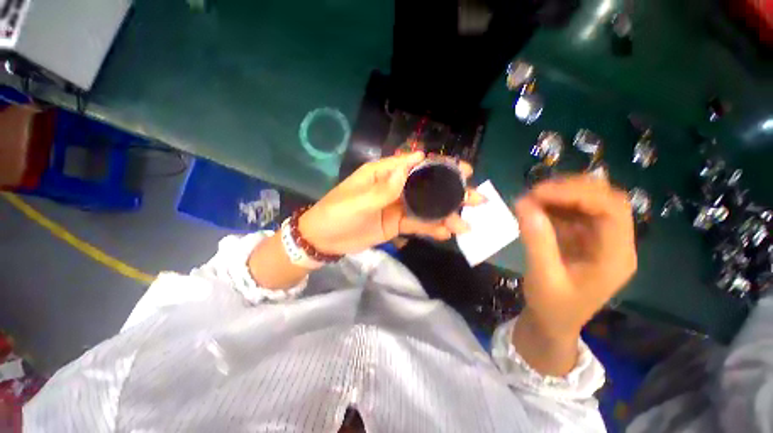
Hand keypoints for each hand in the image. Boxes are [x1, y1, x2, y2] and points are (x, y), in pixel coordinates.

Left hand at [298, 152, 484, 254]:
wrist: (324, 240)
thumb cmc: (336, 213)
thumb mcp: (358, 200)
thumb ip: (385, 187)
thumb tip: (412, 163)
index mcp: (383, 174)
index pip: (414, 165)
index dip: (438, 165)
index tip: (463, 169)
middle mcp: (394, 187)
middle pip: (426, 186)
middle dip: (450, 191)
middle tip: (476, 197)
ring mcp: (397, 207)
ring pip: (426, 207)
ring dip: (446, 214)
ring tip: (466, 223)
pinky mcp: (397, 224)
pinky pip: (418, 224)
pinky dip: (432, 228)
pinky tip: (447, 232)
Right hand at [513, 176, 636, 339]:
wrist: (553, 322)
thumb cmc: (552, 306)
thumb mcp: (542, 277)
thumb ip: (536, 241)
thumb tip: (524, 204)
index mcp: (615, 257)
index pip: (611, 210)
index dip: (578, 194)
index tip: (539, 193)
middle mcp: (615, 243)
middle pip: (606, 200)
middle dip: (570, 190)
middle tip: (534, 192)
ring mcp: (600, 239)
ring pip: (590, 202)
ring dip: (560, 195)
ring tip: (530, 198)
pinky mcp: (584, 238)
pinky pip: (573, 212)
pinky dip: (553, 205)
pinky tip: (534, 208)